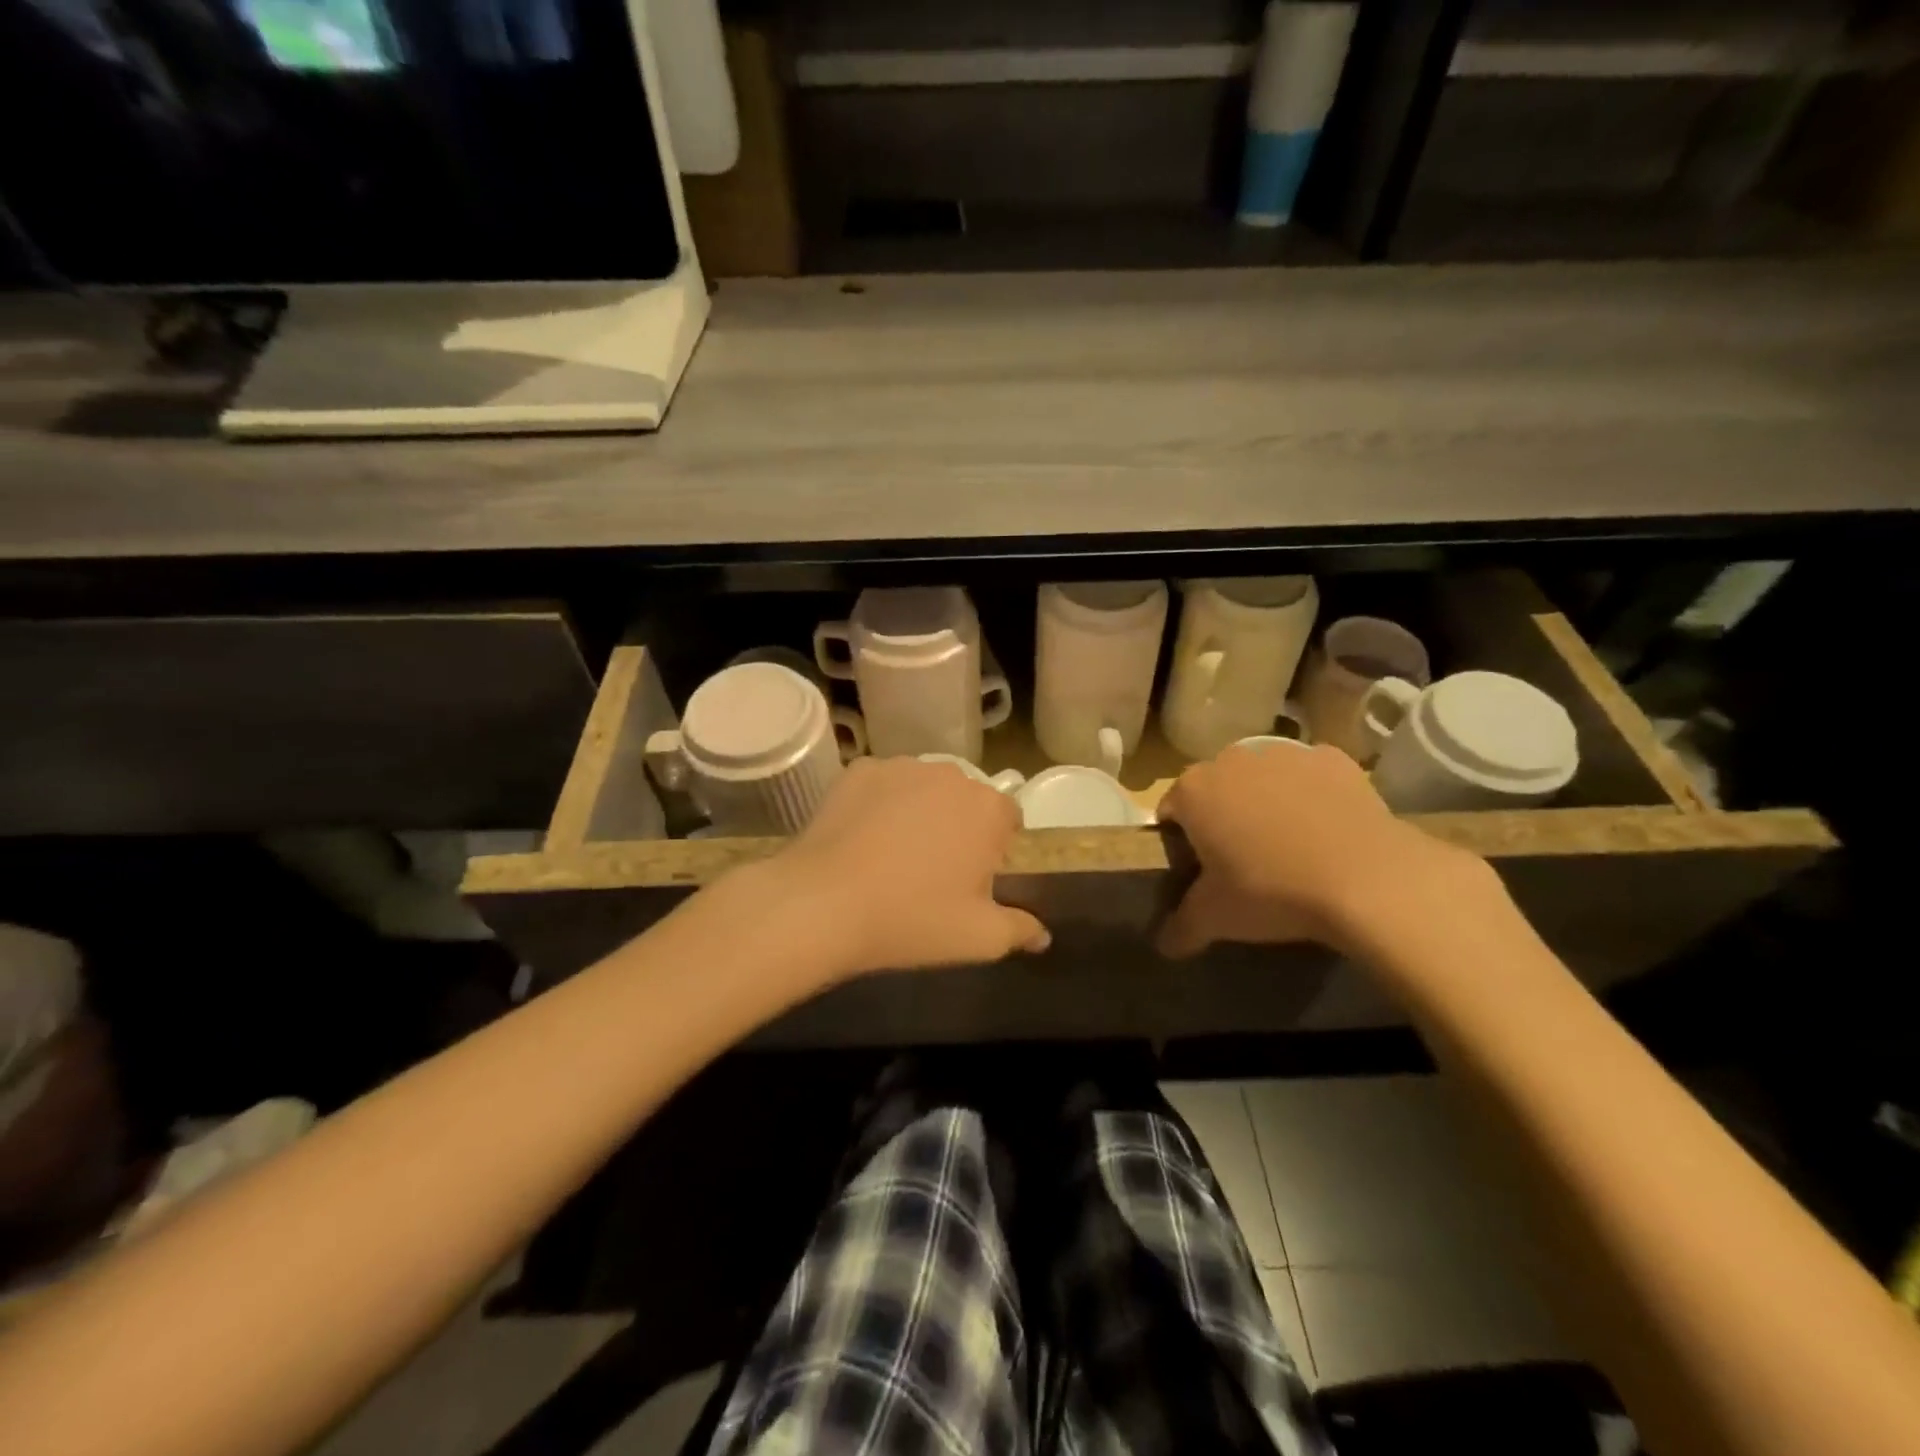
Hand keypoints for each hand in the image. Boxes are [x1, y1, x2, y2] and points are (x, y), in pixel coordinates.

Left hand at [761, 757, 1049, 979]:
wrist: (823, 904)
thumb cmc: (912, 919)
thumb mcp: (979, 938)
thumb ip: (1020, 930)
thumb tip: (1043, 935)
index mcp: (987, 808)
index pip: (1008, 818)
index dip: (996, 848)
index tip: (973, 878)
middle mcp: (950, 775)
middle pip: (966, 799)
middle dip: (958, 827)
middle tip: (933, 871)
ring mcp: (901, 767)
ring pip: (923, 789)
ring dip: (920, 812)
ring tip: (892, 855)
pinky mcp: (859, 770)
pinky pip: (882, 785)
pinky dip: (879, 804)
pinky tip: (862, 838)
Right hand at [1156, 742, 1488, 957]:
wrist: (1369, 879)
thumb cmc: (1272, 892)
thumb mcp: (1216, 918)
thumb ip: (1181, 928)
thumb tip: (1164, 945)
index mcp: (1194, 791)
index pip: (1171, 810)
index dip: (1181, 841)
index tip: (1199, 869)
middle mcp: (1232, 760)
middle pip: (1216, 788)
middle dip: (1223, 816)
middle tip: (1243, 860)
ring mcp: (1285, 753)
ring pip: (1263, 777)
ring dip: (1266, 801)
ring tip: (1289, 846)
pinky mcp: (1333, 758)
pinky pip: (1310, 776)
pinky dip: (1312, 795)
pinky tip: (1326, 830)